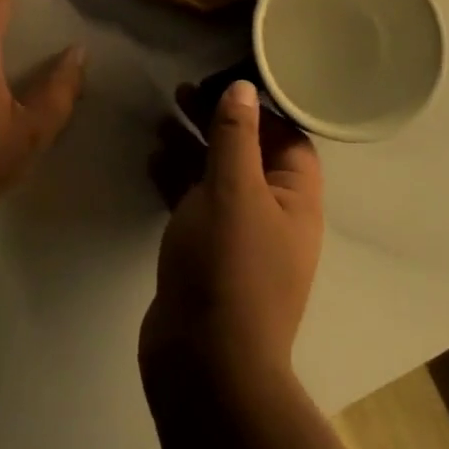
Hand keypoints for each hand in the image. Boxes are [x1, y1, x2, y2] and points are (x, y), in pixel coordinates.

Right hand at [140, 80, 322, 391]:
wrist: (204, 366)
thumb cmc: (229, 266)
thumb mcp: (233, 189)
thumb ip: (236, 136)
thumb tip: (243, 88)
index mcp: (296, 200)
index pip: (288, 138)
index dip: (260, 108)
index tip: (224, 83)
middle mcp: (273, 216)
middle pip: (248, 154)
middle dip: (217, 122)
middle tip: (181, 94)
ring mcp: (238, 239)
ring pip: (217, 177)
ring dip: (192, 147)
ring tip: (161, 120)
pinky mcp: (206, 256)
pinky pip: (195, 204)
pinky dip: (176, 179)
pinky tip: (152, 159)